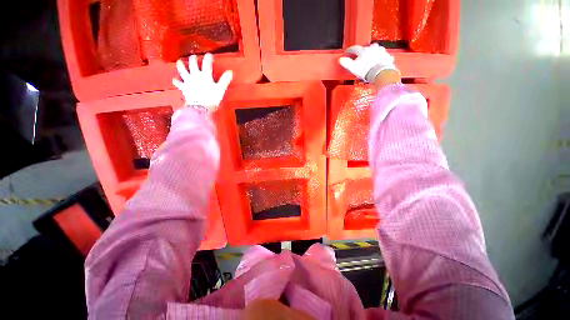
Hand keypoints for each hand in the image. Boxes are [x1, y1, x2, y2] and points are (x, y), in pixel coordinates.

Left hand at [173, 53, 232, 111]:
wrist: (200, 107)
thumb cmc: (211, 98)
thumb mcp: (220, 89)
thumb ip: (224, 80)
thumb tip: (230, 72)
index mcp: (205, 75)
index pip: (207, 64)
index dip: (208, 58)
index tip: (209, 55)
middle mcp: (195, 75)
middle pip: (193, 64)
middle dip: (193, 59)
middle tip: (194, 57)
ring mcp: (188, 81)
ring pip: (182, 70)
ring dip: (181, 65)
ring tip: (179, 61)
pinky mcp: (184, 88)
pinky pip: (179, 84)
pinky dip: (177, 81)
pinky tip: (174, 79)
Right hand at [339, 43, 399, 84]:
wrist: (380, 73)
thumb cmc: (367, 71)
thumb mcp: (353, 68)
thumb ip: (346, 63)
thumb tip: (341, 59)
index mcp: (363, 51)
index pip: (354, 48)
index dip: (350, 50)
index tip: (347, 52)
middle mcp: (372, 48)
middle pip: (366, 48)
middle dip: (363, 52)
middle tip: (361, 57)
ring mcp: (381, 51)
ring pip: (375, 50)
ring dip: (372, 54)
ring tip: (370, 60)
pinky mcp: (387, 56)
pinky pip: (383, 56)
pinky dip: (380, 58)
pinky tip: (378, 62)